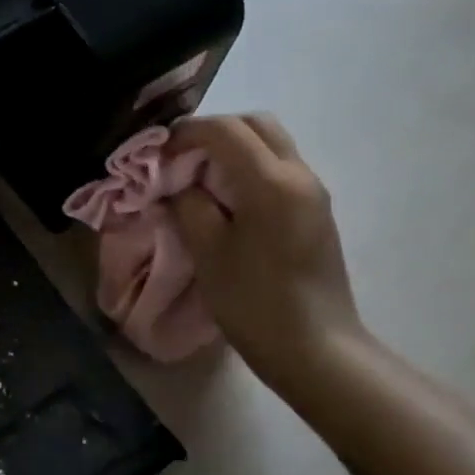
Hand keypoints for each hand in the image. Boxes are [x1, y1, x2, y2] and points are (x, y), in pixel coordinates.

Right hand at [166, 114, 366, 390]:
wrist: (317, 350)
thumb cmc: (255, 302)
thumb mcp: (207, 251)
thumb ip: (188, 204)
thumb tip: (178, 183)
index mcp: (271, 182)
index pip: (225, 130)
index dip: (186, 132)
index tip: (157, 153)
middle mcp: (299, 174)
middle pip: (255, 124)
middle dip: (213, 131)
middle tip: (180, 158)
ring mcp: (313, 192)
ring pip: (270, 143)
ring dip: (233, 148)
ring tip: (199, 177)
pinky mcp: (316, 211)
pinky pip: (279, 167)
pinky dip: (248, 166)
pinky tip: (226, 198)